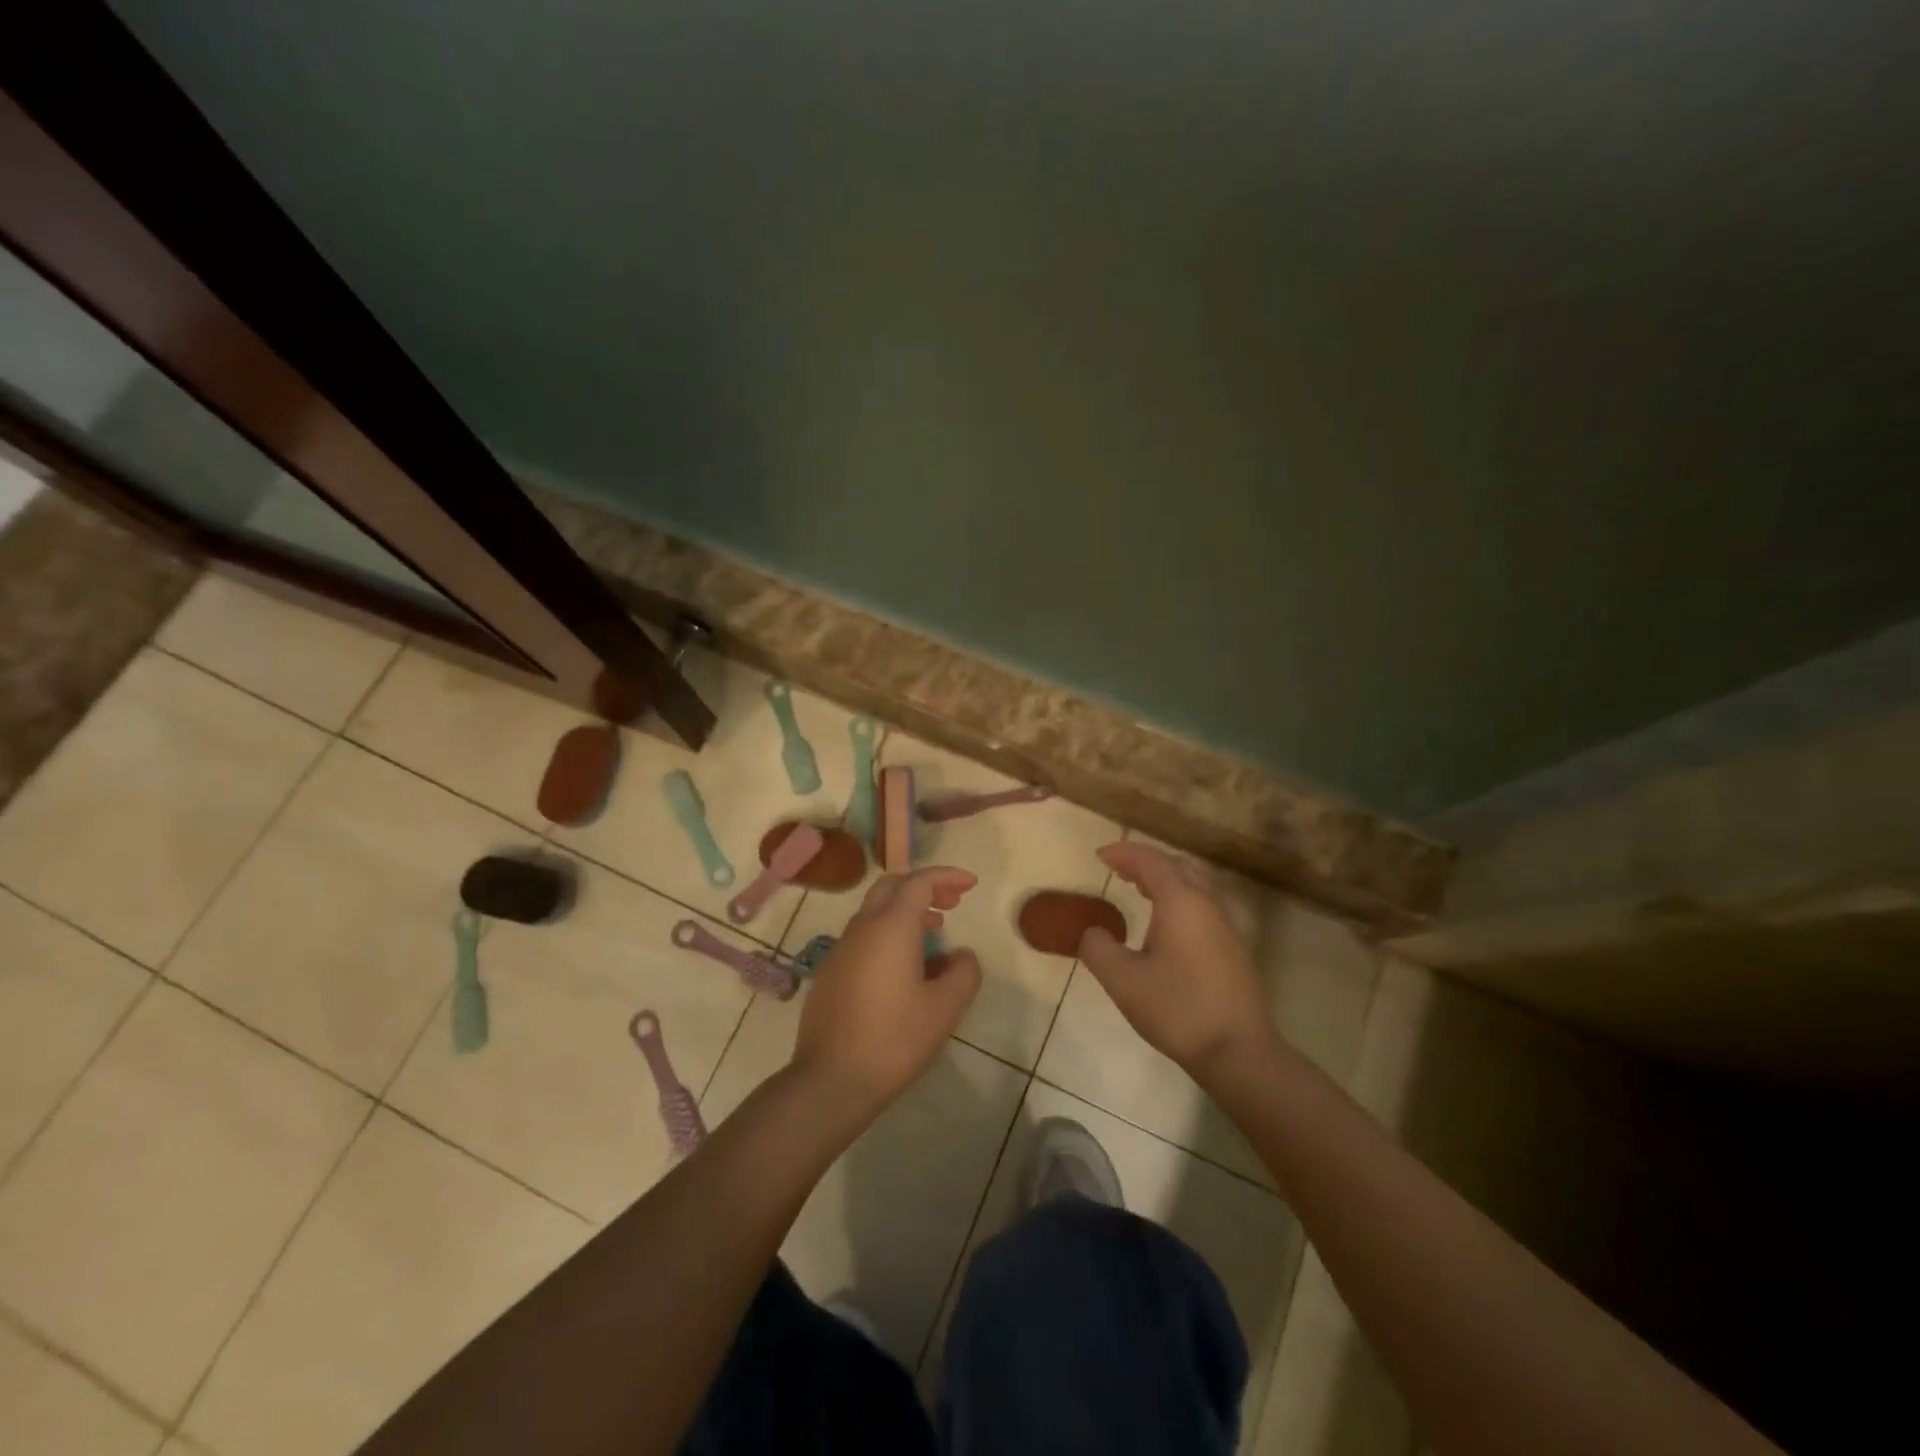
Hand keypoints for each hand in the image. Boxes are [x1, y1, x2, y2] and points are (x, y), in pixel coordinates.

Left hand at [790, 866, 981, 1122]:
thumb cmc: (894, 1039)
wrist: (830, 1080)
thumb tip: (961, 955)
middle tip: (951, 903)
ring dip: (905, 912)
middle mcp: (862, 928)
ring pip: (875, 912)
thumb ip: (964, 973)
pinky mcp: (830, 973)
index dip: (947, 877)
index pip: (919, 882)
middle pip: (892, 887)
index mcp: (891, 926)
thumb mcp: (944, 1009)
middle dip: (924, 887)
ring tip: (933, 934)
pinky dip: (888, 934)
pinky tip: (903, 968)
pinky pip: (863, 937)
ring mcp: (840, 950)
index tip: (970, 884)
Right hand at [1078, 843, 1278, 1081]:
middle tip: (1118, 869)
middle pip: (1177, 866)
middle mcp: (1206, 904)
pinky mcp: (1232, 948)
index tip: (1099, 855)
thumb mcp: (1122, 980)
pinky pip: (1202, 905)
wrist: (1239, 1051)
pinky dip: (1178, 899)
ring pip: (1194, 885)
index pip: (1151, 861)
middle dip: (1146, 862)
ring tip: (1138, 889)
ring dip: (1164, 879)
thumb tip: (1093, 933)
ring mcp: (1224, 926)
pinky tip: (1165, 924)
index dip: (1124, 853)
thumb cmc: (1177, 1009)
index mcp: (1181, 902)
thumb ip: (1098, 948)